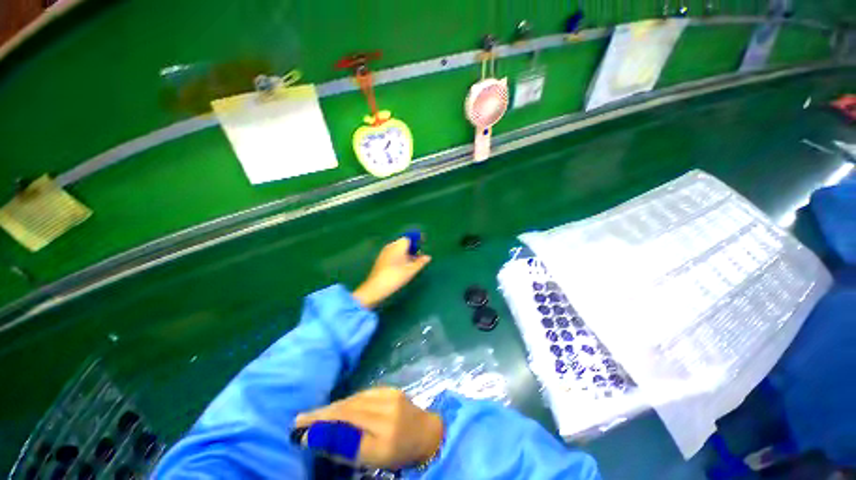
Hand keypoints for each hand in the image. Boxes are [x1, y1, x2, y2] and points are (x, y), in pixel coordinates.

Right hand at [294, 387, 443, 468]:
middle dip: (323, 413)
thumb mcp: (373, 459)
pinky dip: (348, 401)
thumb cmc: (400, 453)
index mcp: (384, 432)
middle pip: (349, 409)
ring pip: (354, 399)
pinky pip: (363, 394)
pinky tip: (339, 406)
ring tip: (315, 414)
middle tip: (300, 419)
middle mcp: (386, 408)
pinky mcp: (390, 389)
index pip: (347, 424)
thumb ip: (347, 448)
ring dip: (334, 406)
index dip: (322, 424)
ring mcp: (389, 395)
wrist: (426, 433)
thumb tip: (318, 438)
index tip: (299, 428)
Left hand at [353, 237, 431, 308]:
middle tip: (420, 257)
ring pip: (398, 249)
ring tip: (413, 264)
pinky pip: (393, 254)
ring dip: (406, 254)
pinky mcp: (381, 260)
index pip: (409, 238)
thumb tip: (428, 257)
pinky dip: (400, 258)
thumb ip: (420, 262)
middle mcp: (390, 246)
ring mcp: (384, 253)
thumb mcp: (411, 270)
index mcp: (398, 246)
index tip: (423, 245)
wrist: (375, 288)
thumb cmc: (395, 277)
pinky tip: (403, 267)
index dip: (417, 240)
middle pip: (403, 243)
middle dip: (412, 248)